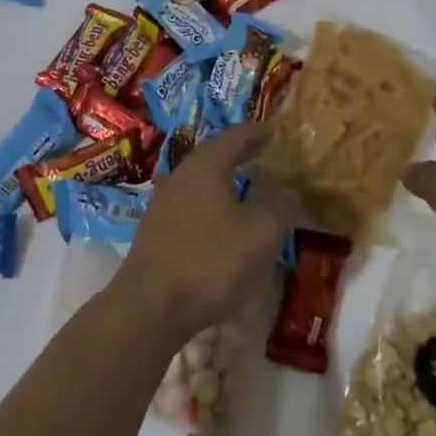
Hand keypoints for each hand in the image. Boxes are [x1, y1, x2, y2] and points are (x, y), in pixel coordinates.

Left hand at [111, 123, 294, 346]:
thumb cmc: (211, 261)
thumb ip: (277, 205)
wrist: (150, 305)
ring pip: (198, 181)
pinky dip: (208, 204)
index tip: (274, 130)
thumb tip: (285, 189)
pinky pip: (188, 205)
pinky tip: (218, 222)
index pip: (234, 136)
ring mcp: (162, 204)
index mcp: (205, 166)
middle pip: (213, 156)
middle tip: (262, 153)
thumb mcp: (260, 234)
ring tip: (243, 187)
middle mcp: (179, 176)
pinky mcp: (154, 231)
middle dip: (238, 154)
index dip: (256, 132)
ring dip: (221, 180)